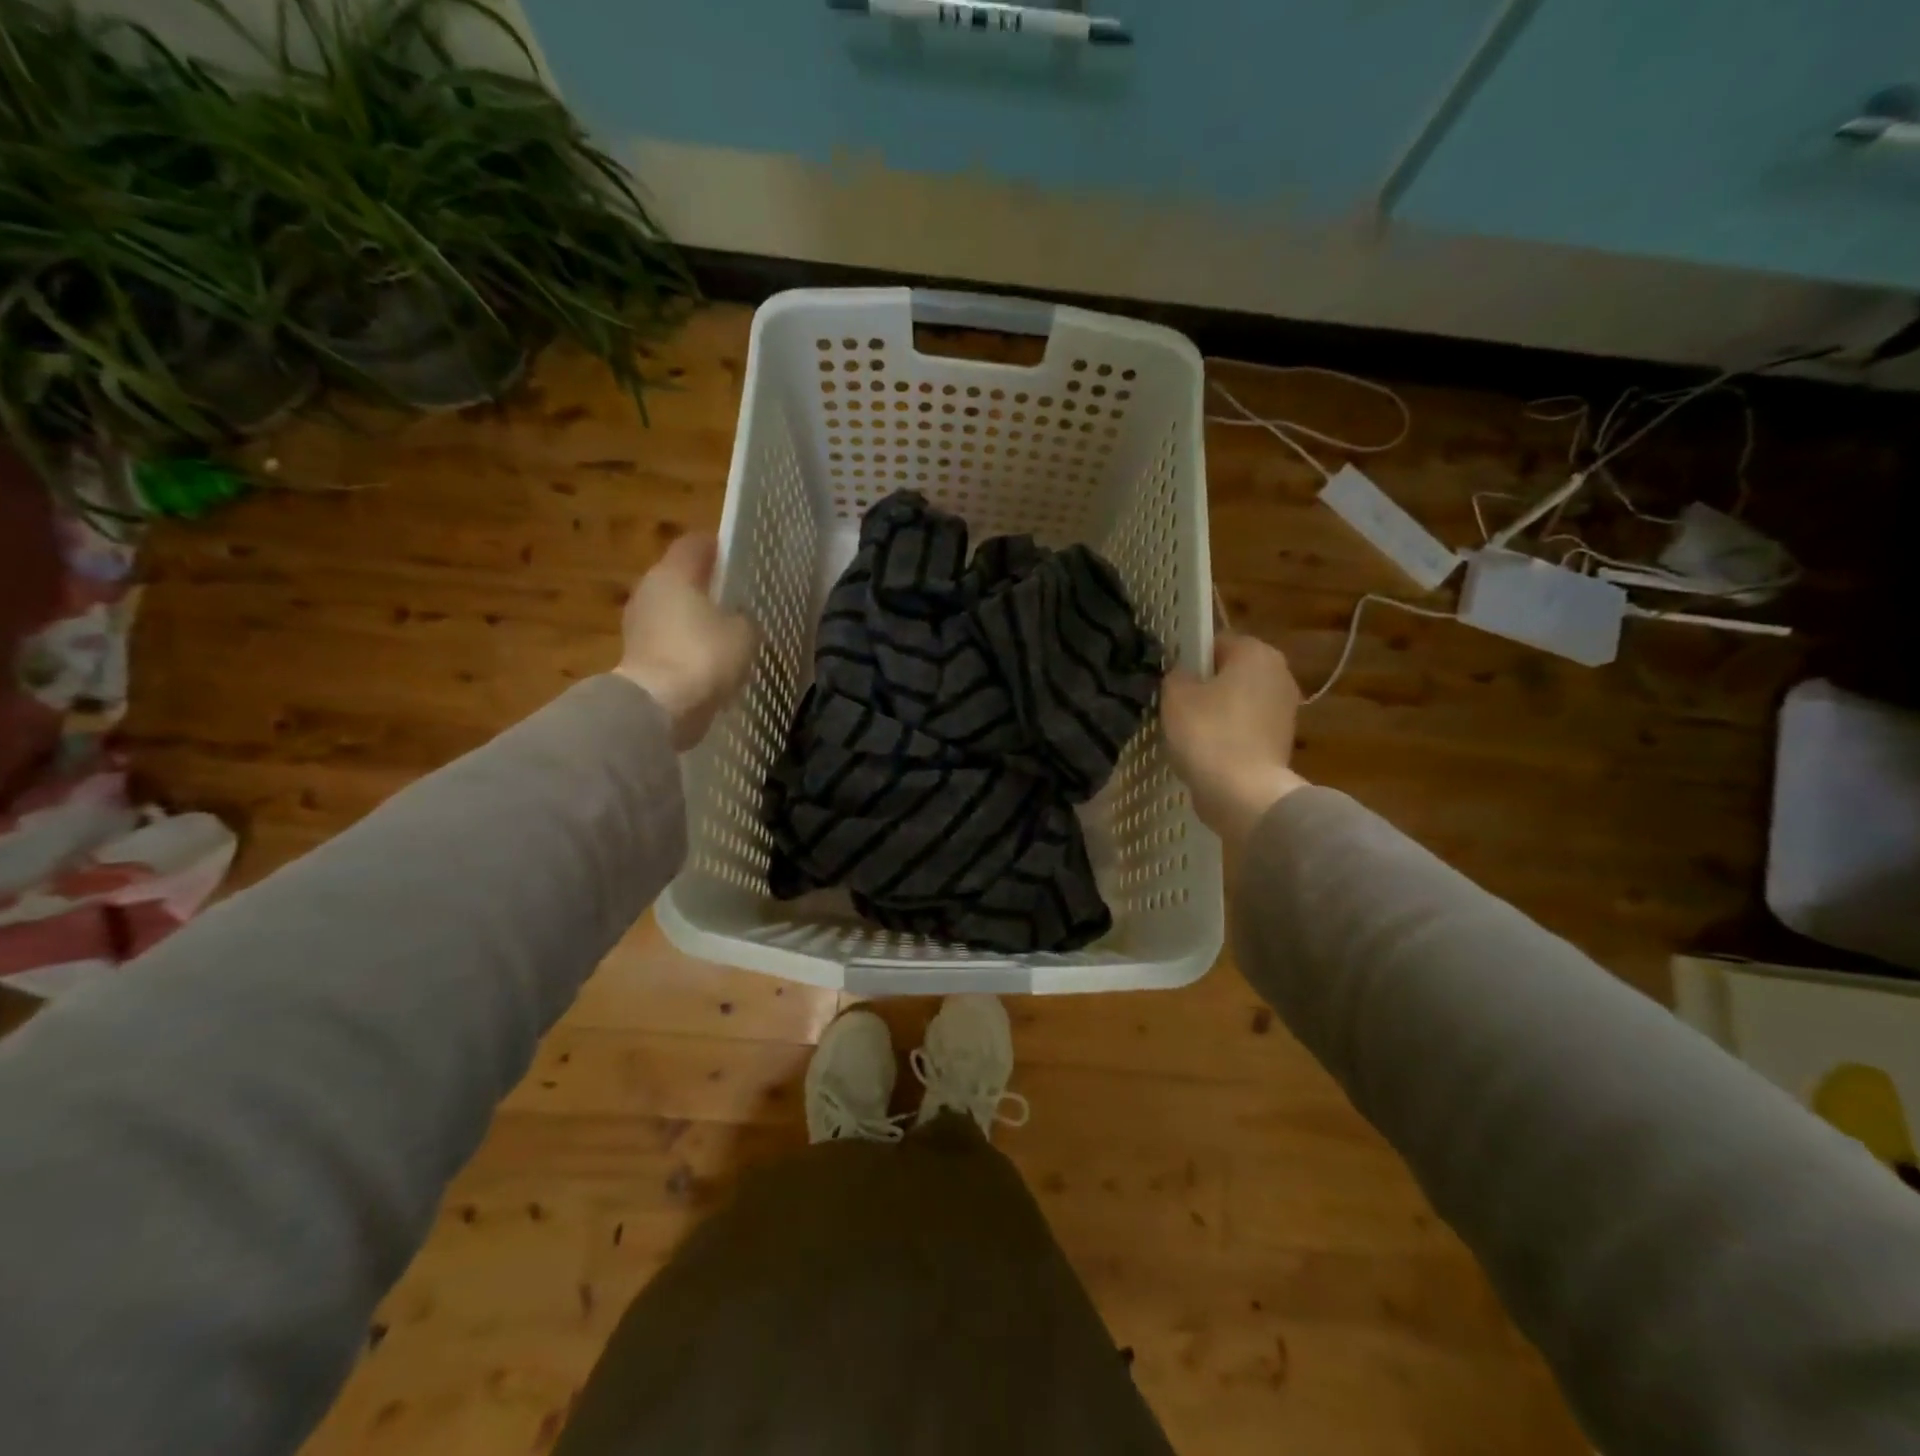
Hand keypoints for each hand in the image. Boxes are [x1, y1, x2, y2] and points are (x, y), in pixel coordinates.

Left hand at [615, 532, 757, 750]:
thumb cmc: (704, 657)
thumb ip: (743, 618)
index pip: (696, 544)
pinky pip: (669, 642)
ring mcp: (638, 624)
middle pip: (680, 578)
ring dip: (695, 620)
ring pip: (673, 611)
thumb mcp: (743, 634)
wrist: (659, 707)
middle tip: (736, 600)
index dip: (718, 547)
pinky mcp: (636, 656)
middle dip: (706, 587)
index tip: (738, 556)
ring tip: (726, 636)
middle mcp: (649, 590)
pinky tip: (708, 664)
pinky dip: (686, 647)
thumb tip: (737, 617)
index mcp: (673, 573)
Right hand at [1161, 633, 1308, 855]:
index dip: (1189, 659)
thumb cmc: (1208, 733)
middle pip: (1231, 672)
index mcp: (1257, 652)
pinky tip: (1207, 753)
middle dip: (1206, 686)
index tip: (1171, 681)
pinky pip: (1246, 728)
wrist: (1244, 793)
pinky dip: (1229, 736)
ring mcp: (1285, 709)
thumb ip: (1177, 676)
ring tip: (1189, 734)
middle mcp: (1279, 673)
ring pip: (1239, 701)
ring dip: (1217, 713)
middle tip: (1176, 708)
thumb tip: (1184, 676)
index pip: (1215, 642)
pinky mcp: (1283, 741)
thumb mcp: (1175, 696)